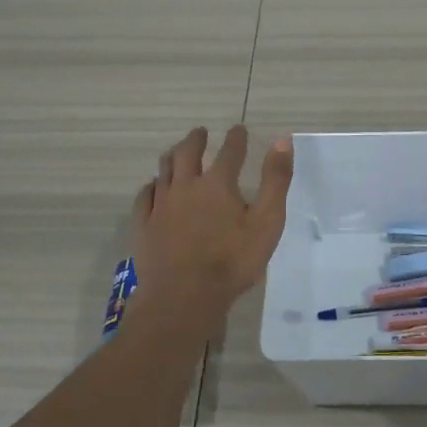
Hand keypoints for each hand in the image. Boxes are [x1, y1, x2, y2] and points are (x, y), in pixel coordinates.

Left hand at [129, 125, 293, 317]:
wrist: (184, 297)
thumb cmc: (232, 262)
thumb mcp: (267, 222)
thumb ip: (275, 181)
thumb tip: (282, 141)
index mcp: (218, 184)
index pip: (229, 151)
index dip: (236, 138)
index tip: (239, 129)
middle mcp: (186, 186)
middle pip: (188, 153)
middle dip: (196, 139)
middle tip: (200, 132)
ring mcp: (161, 205)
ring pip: (164, 170)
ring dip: (172, 156)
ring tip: (177, 151)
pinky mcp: (144, 225)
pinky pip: (144, 196)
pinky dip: (151, 185)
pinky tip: (153, 187)